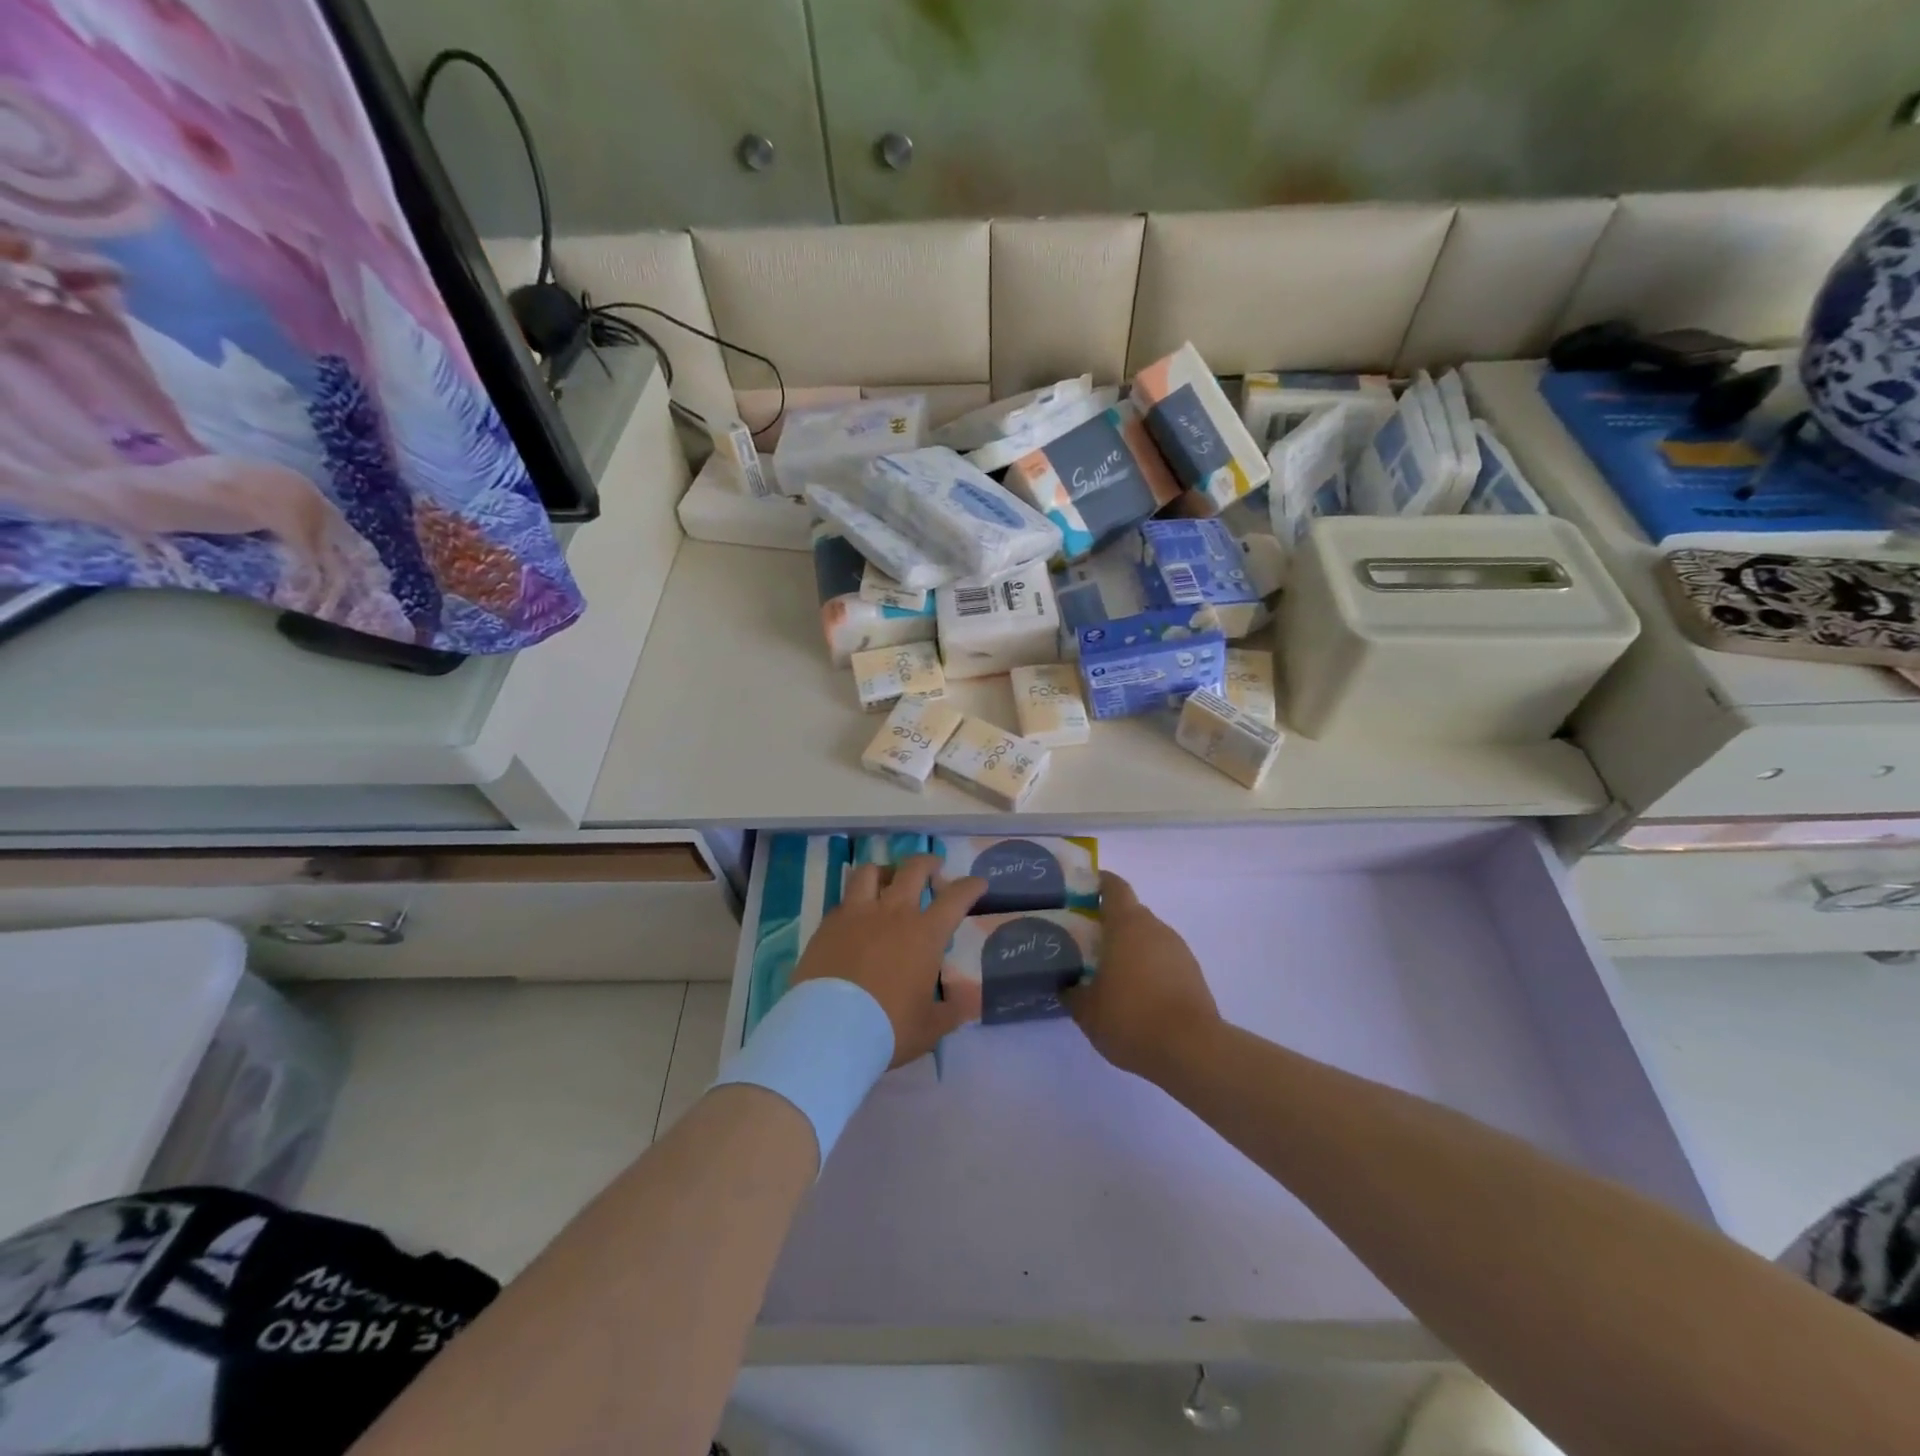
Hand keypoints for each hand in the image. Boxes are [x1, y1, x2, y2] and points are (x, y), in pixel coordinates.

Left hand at [791, 855, 984, 1067]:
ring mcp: (857, 914)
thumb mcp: (930, 1027)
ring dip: (885, 871)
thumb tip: (967, 1003)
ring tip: (887, 880)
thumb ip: (951, 1011)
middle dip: (928, 862)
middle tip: (933, 866)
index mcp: (925, 934)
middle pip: (913, 869)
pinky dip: (855, 901)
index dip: (970, 887)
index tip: (978, 883)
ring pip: (870, 872)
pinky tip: (856, 916)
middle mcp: (893, 913)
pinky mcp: (828, 924)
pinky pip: (845, 900)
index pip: (956, 898)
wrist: (829, 1029)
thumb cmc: (888, 1027)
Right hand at [1066, 871, 1221, 1081]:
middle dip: (1110, 924)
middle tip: (1086, 944)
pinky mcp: (1194, 974)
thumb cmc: (1131, 1017)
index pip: (1113, 887)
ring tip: (1110, 975)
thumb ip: (1071, 991)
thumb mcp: (1086, 1010)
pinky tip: (1137, 997)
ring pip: (1149, 938)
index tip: (1081, 892)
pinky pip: (1164, 960)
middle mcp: (1155, 928)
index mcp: (1127, 924)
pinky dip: (1149, 969)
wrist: (1192, 1050)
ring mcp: (1179, 950)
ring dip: (1131, 949)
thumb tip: (1066, 984)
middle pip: (1130, 913)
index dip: (1098, 883)